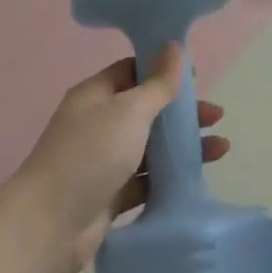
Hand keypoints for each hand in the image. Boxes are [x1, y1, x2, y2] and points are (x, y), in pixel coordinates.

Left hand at [18, 46, 229, 272]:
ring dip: (182, 145)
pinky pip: (147, 180)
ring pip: (150, 147)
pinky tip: (197, 177)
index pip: (132, 72)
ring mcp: (103, 161)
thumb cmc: (90, 155)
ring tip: (221, 148)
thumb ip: (158, 84)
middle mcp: (98, 124)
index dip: (164, 71)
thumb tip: (174, 46)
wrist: (50, 226)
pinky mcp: (111, 195)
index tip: (197, 78)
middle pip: (147, 110)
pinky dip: (170, 177)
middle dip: (182, 112)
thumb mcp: (129, 111)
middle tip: (216, 116)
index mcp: (95, 95)